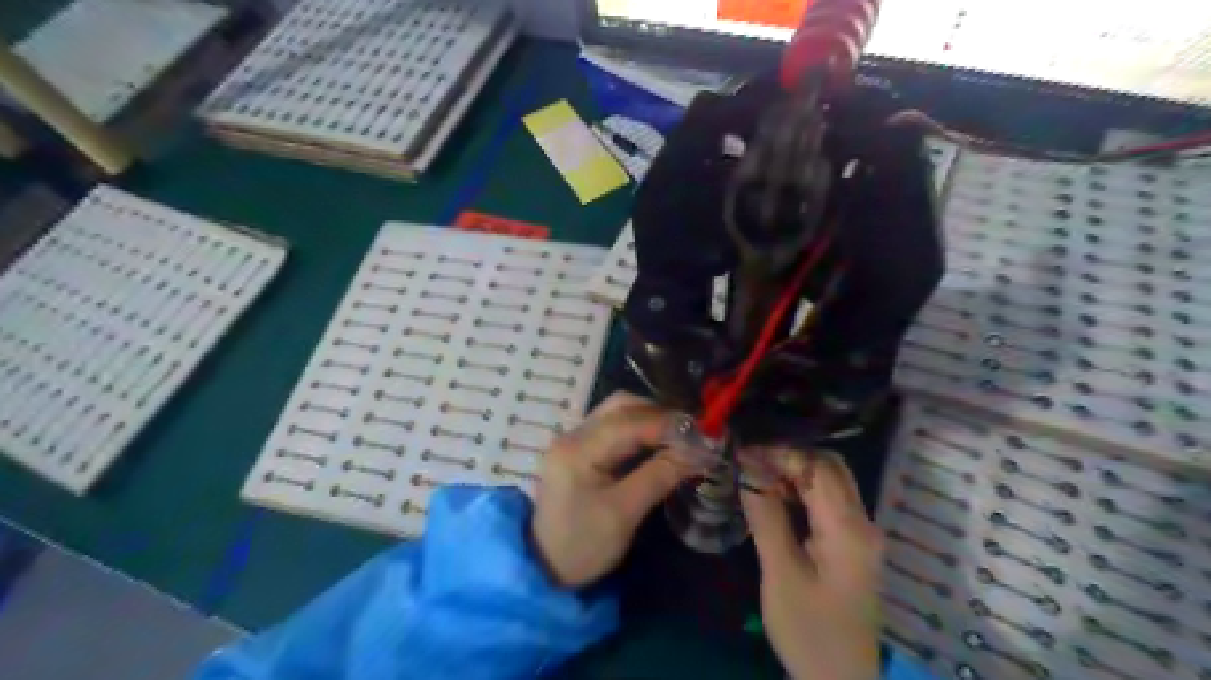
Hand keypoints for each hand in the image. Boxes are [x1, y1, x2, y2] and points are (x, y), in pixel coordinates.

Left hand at [535, 393, 706, 589]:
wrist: (544, 570)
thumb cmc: (583, 547)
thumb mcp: (624, 514)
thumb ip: (659, 476)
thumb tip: (698, 451)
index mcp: (578, 449)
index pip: (629, 421)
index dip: (669, 424)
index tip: (703, 433)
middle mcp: (572, 435)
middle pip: (621, 406)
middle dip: (660, 415)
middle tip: (693, 432)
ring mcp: (573, 440)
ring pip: (618, 413)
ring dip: (651, 420)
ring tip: (681, 437)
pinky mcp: (579, 450)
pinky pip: (613, 428)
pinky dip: (640, 431)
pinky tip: (659, 444)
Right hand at [739, 449, 880, 678]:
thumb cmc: (808, 629)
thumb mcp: (781, 573)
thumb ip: (767, 517)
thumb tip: (748, 470)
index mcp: (848, 529)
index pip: (817, 467)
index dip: (780, 453)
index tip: (744, 452)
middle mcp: (863, 522)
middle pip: (830, 467)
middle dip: (789, 456)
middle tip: (750, 461)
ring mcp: (861, 534)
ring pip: (831, 482)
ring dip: (795, 471)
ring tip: (756, 474)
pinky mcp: (852, 545)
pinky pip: (829, 501)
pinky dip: (802, 490)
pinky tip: (775, 496)